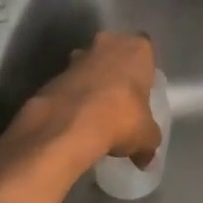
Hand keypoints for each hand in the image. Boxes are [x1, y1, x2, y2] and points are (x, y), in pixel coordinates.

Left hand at [13, 30, 161, 166]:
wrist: (68, 125)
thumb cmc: (121, 118)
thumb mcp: (146, 136)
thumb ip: (149, 142)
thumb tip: (146, 159)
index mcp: (137, 48)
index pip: (145, 51)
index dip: (143, 70)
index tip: (142, 91)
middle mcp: (107, 43)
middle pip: (115, 53)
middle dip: (116, 72)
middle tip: (121, 100)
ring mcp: (77, 57)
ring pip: (89, 66)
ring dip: (92, 82)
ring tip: (96, 113)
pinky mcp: (54, 75)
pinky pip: (69, 84)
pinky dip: (72, 98)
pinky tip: (76, 121)